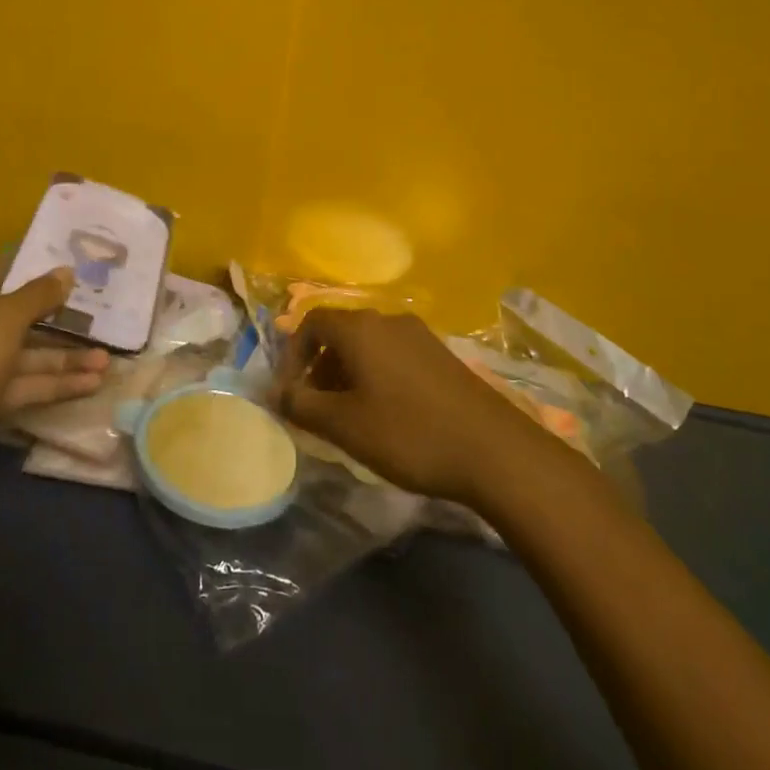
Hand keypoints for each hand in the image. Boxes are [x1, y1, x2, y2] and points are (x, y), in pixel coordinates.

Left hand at [0, 260, 106, 486]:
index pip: (10, 269)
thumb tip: (66, 270)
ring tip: (108, 361)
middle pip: (23, 315)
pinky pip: (23, 384)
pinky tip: (91, 384)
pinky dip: (53, 384)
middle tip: (107, 319)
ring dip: (66, 358)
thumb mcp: (5, 318)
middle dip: (64, 321)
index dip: (44, 268)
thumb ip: (40, 295)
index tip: (83, 268)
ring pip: (27, 354)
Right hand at [275, 308, 547, 503]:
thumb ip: (302, 406)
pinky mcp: (442, 355)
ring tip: (349, 415)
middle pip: (340, 332)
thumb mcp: (344, 425)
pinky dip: (376, 375)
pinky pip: (394, 354)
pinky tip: (386, 413)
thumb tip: (275, 393)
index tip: (290, 392)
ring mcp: (419, 335)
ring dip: (348, 372)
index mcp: (360, 328)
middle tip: (316, 407)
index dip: (292, 355)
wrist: (494, 450)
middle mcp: (388, 320)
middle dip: (320, 366)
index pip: (311, 323)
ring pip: (368, 345)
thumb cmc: (408, 433)